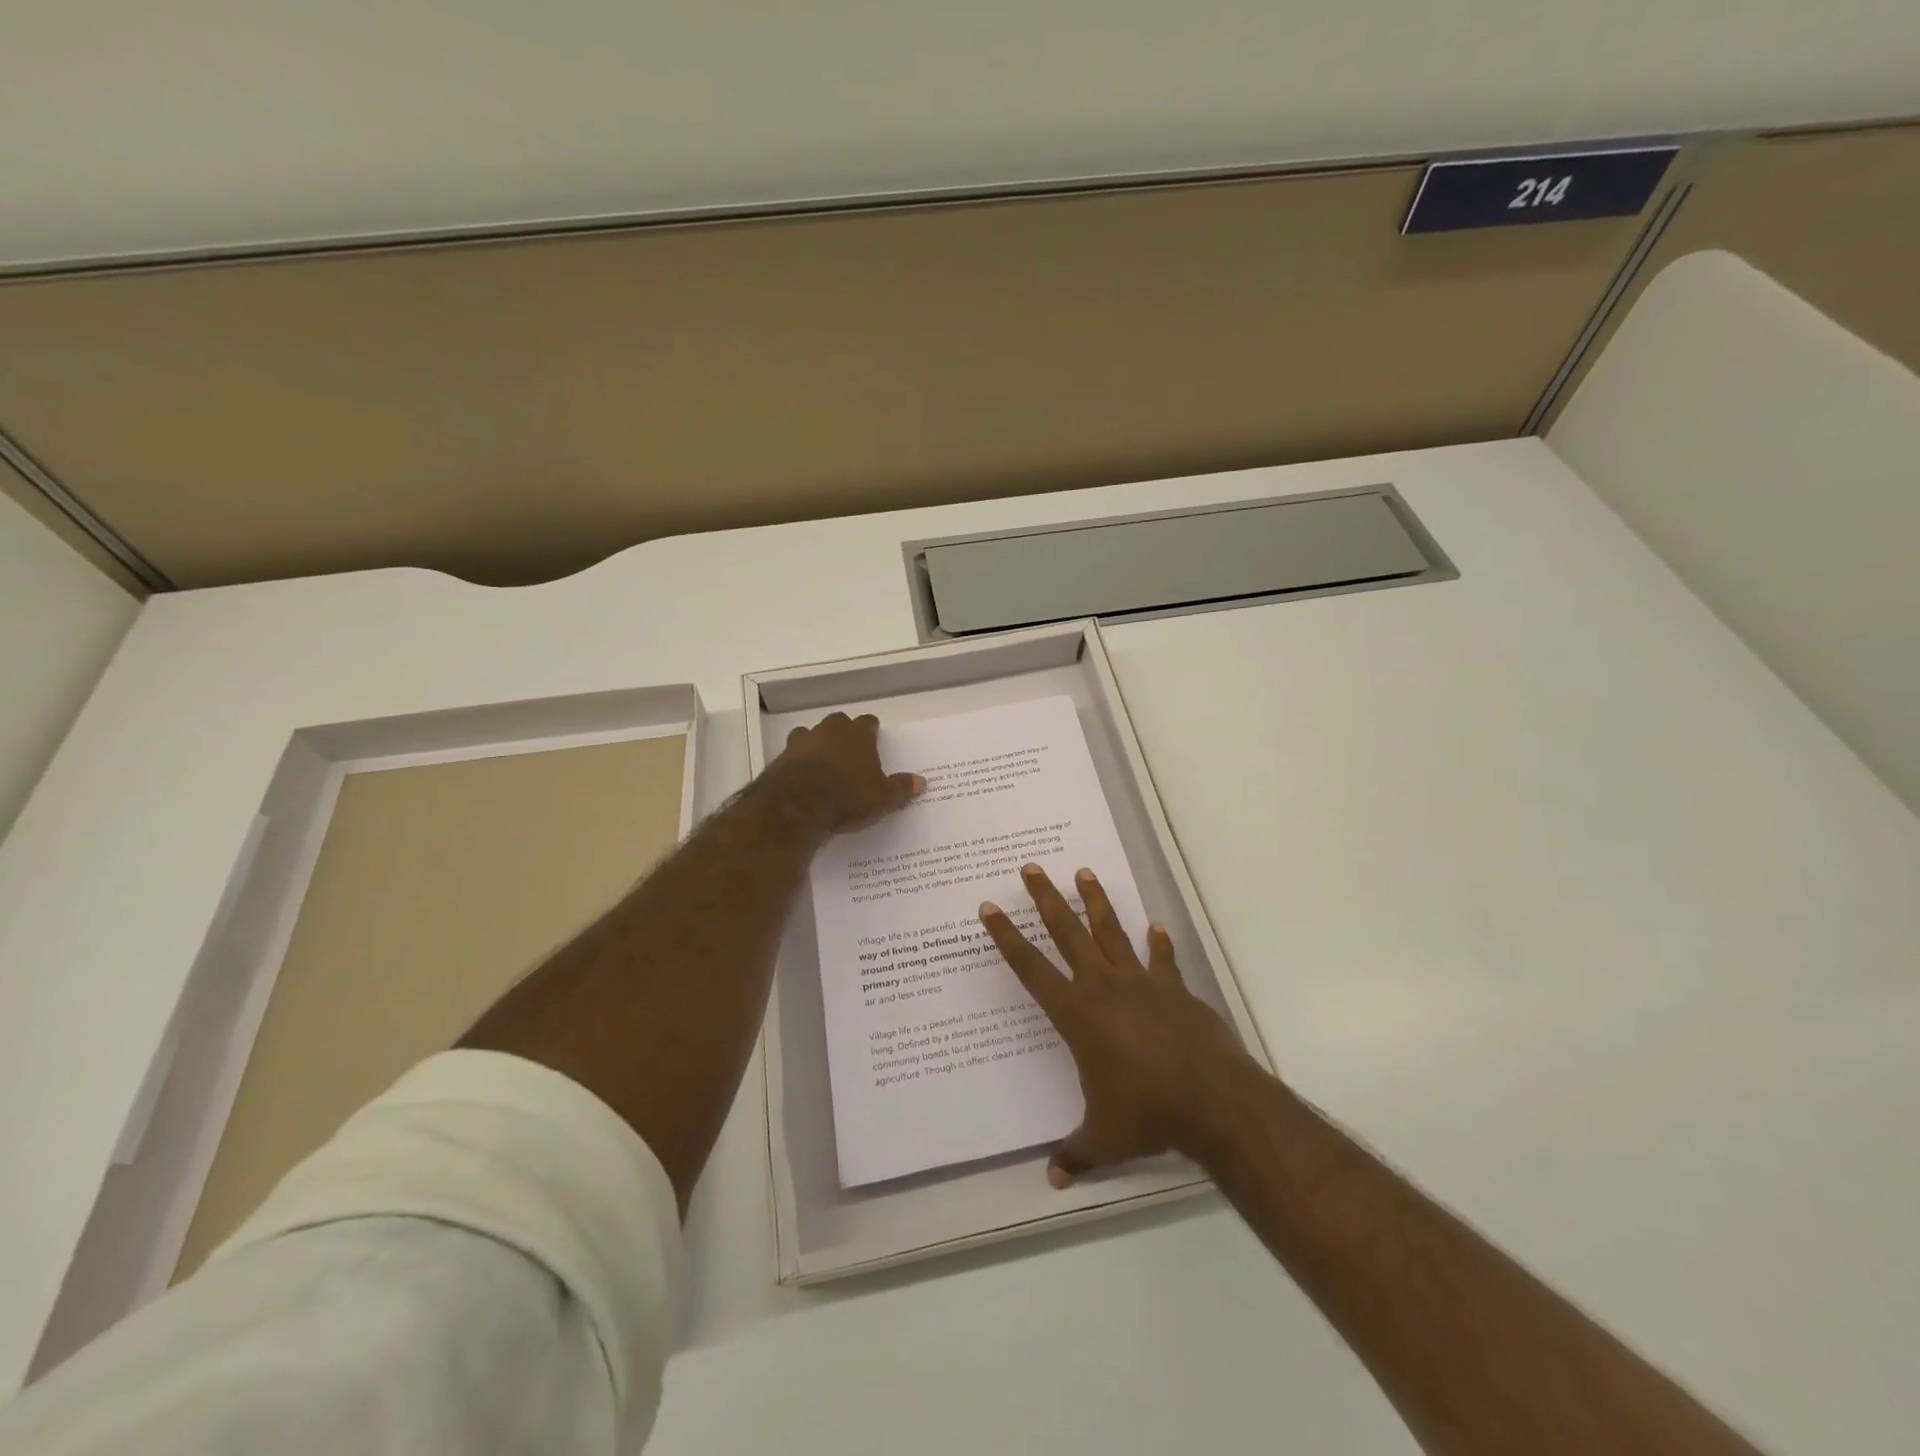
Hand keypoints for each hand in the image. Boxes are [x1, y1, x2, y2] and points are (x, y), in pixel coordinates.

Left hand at [772, 712, 924, 833]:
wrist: (798, 805)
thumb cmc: (848, 797)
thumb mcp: (883, 798)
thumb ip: (901, 788)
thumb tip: (922, 781)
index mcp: (858, 734)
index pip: (868, 722)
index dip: (872, 731)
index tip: (874, 740)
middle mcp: (830, 730)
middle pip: (839, 722)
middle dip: (844, 733)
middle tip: (849, 752)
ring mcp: (803, 740)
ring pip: (812, 733)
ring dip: (818, 744)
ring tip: (823, 764)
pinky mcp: (782, 756)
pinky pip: (793, 752)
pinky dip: (798, 760)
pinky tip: (802, 776)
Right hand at [980, 864, 1259, 1186]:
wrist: (1212, 1100)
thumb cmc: (1147, 1114)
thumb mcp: (1103, 1138)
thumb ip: (1075, 1153)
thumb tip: (1053, 1181)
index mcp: (1076, 1014)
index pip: (1030, 968)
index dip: (1006, 937)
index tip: (989, 908)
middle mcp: (1103, 987)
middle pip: (1067, 932)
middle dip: (1046, 899)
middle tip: (1031, 868)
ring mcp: (1141, 982)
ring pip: (1111, 931)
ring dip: (1096, 901)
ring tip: (1084, 872)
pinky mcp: (1174, 989)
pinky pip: (1162, 959)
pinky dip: (1158, 943)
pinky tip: (1156, 928)